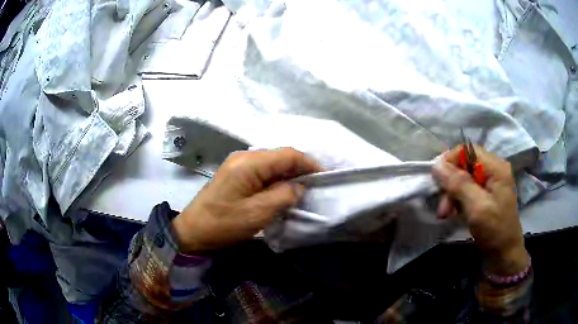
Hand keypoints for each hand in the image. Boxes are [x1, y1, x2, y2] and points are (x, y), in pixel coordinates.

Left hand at [172, 148, 321, 253]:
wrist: (193, 231)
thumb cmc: (224, 224)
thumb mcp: (258, 213)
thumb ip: (284, 195)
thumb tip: (299, 186)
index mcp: (249, 163)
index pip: (287, 154)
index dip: (309, 163)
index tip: (323, 177)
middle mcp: (244, 157)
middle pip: (280, 156)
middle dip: (299, 169)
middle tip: (314, 187)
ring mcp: (238, 164)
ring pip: (272, 164)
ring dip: (288, 175)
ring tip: (301, 191)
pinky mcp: (235, 174)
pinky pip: (262, 171)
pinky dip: (275, 180)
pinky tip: (281, 191)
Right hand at [432, 146, 528, 275]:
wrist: (504, 255)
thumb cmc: (495, 230)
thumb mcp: (477, 208)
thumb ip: (459, 184)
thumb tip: (437, 164)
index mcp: (496, 168)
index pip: (468, 150)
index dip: (450, 161)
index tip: (437, 181)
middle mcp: (494, 170)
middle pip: (464, 165)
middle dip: (451, 184)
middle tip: (443, 208)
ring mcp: (491, 183)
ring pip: (464, 178)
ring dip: (452, 194)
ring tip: (446, 214)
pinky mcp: (487, 195)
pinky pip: (467, 189)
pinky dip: (458, 200)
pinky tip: (455, 213)